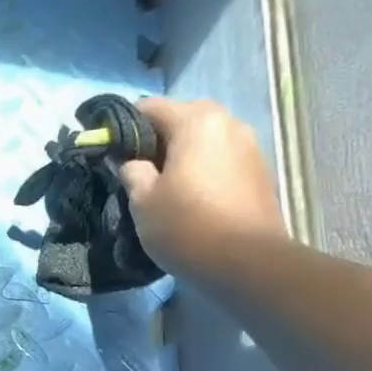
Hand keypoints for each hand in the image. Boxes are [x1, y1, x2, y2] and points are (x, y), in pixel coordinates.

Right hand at [117, 99, 286, 275]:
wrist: (246, 262)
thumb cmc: (185, 226)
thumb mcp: (142, 201)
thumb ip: (131, 171)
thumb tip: (129, 160)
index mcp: (196, 121)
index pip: (150, 107)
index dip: (124, 127)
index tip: (111, 151)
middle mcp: (228, 122)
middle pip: (182, 119)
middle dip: (158, 140)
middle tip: (139, 171)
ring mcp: (250, 146)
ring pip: (205, 140)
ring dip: (183, 155)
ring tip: (166, 187)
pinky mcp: (260, 172)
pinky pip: (222, 160)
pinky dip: (204, 170)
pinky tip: (193, 197)